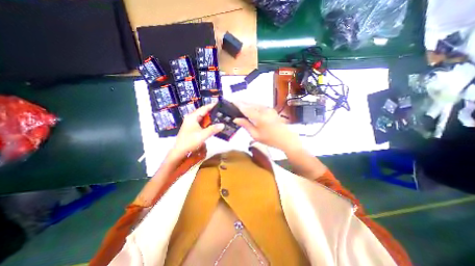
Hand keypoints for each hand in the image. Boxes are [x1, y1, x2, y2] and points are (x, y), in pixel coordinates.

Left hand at [169, 103, 224, 159]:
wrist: (180, 151)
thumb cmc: (190, 141)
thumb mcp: (203, 135)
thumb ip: (213, 129)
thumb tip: (223, 125)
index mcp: (192, 117)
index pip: (204, 108)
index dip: (212, 106)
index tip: (220, 104)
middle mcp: (191, 118)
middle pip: (203, 112)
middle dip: (212, 112)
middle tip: (221, 111)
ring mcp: (191, 123)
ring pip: (202, 118)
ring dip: (210, 118)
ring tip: (219, 117)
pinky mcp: (192, 128)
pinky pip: (201, 122)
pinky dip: (207, 123)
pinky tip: (213, 124)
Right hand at [233, 101, 299, 150]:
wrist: (286, 139)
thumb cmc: (270, 139)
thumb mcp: (255, 135)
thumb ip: (246, 125)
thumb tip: (236, 119)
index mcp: (259, 117)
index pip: (245, 108)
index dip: (238, 104)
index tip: (232, 100)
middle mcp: (264, 110)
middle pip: (250, 104)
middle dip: (242, 102)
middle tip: (234, 101)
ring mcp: (269, 109)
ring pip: (255, 104)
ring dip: (248, 103)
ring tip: (241, 104)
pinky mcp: (272, 110)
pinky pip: (260, 105)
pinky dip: (254, 105)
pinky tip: (251, 107)